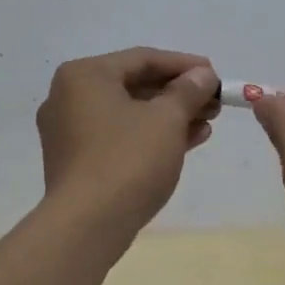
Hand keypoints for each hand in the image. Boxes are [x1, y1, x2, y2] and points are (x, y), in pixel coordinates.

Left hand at [35, 47, 219, 230]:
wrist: (88, 226)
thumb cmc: (128, 159)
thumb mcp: (167, 119)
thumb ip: (187, 91)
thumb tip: (202, 75)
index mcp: (84, 75)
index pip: (142, 59)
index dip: (184, 65)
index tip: (215, 75)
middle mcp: (69, 97)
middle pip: (134, 85)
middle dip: (179, 94)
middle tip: (214, 102)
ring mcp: (69, 132)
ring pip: (129, 113)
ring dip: (169, 116)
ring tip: (208, 123)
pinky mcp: (76, 161)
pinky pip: (119, 136)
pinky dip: (150, 136)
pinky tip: (187, 142)